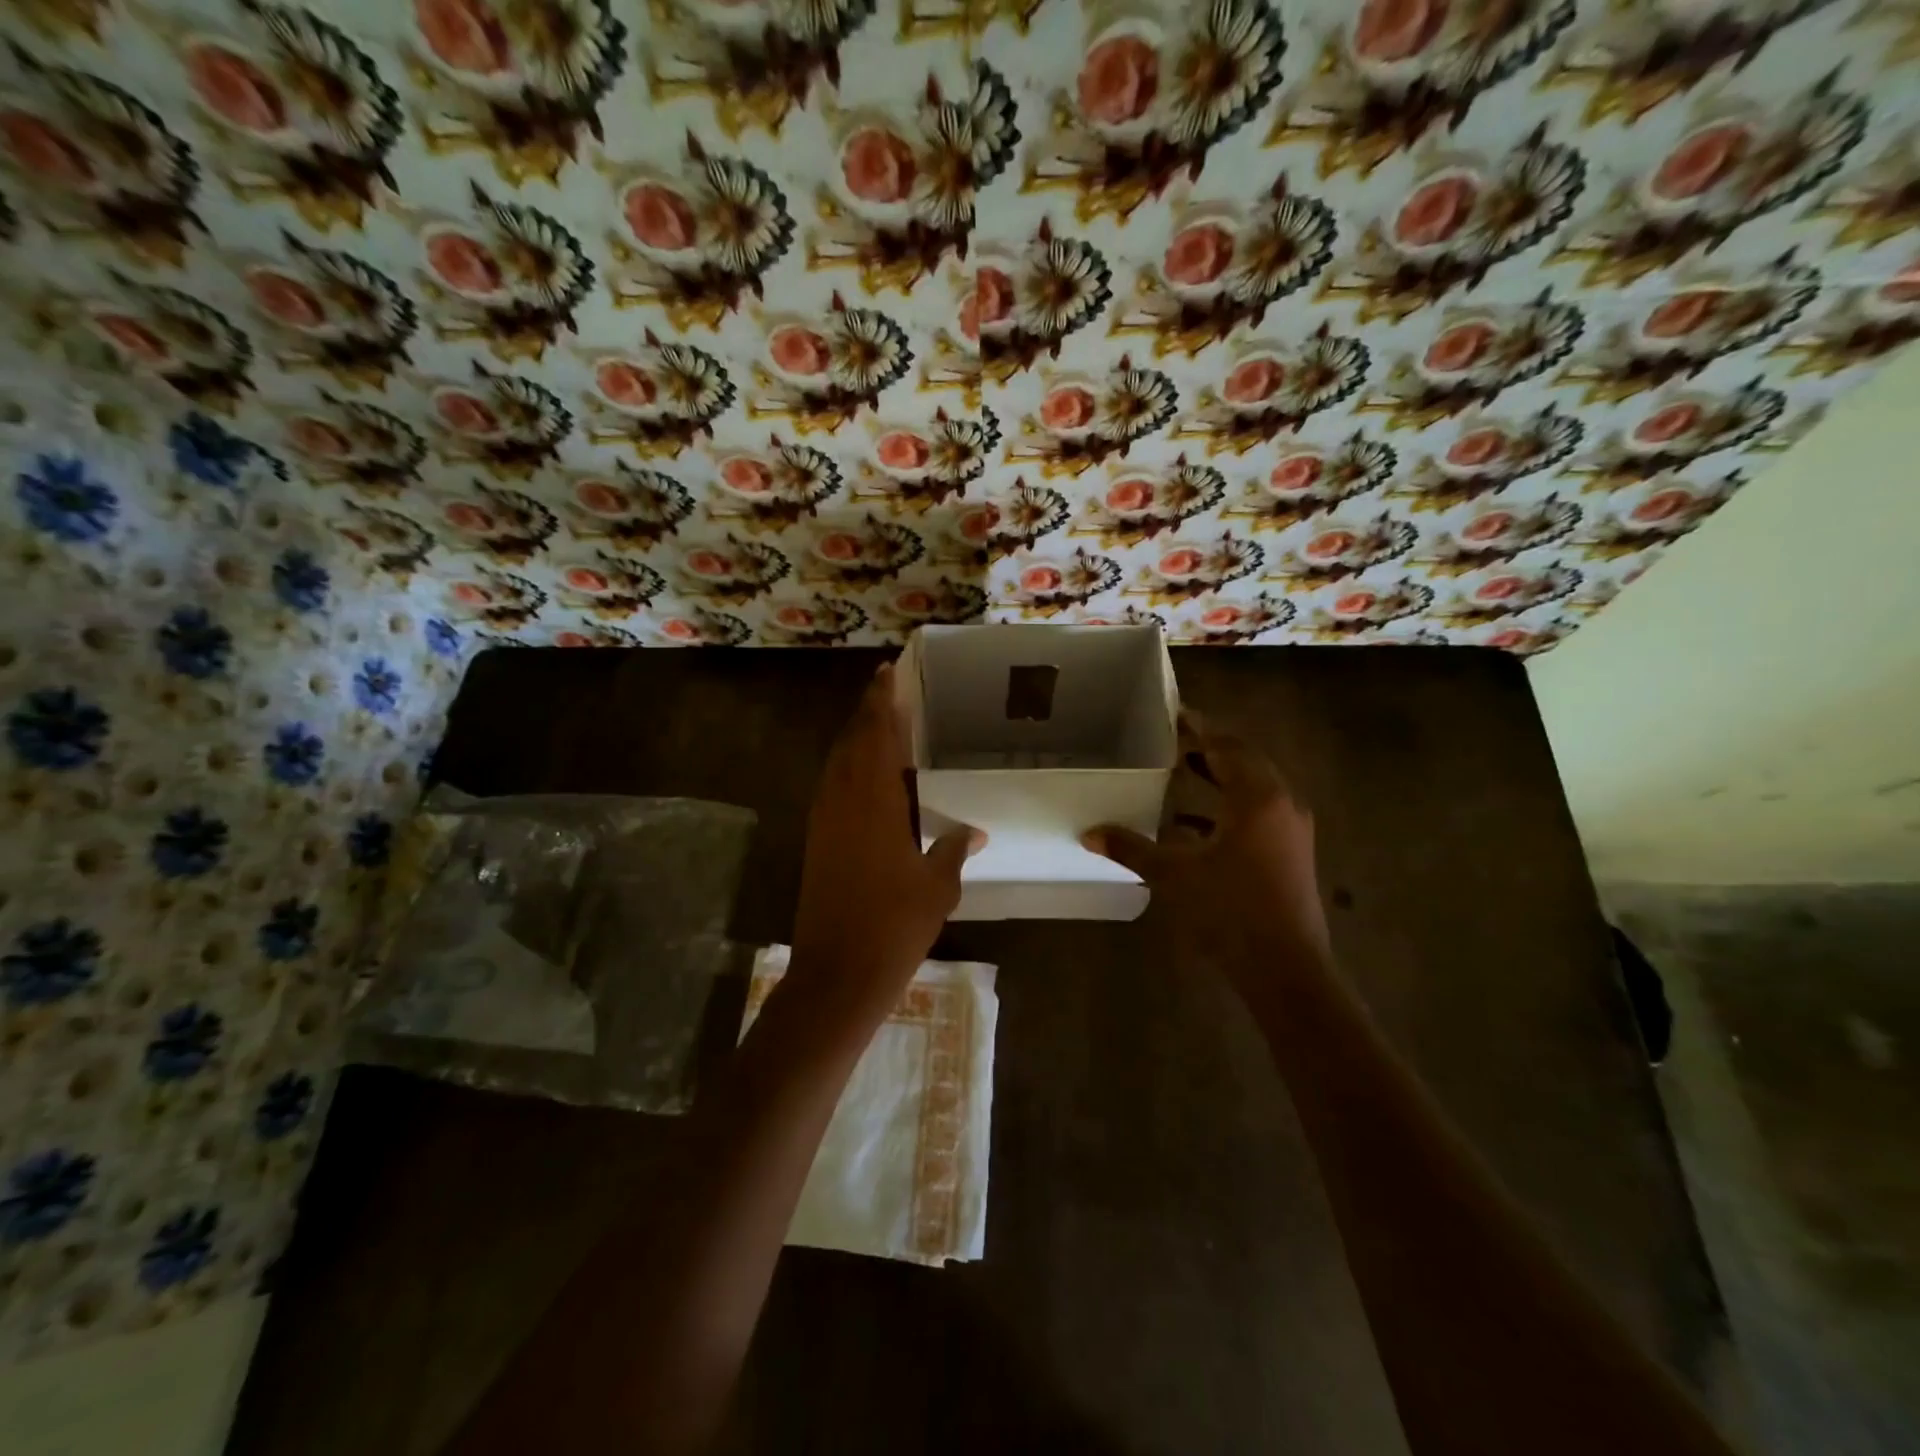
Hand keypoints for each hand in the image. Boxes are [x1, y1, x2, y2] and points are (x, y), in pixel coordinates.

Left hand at [788, 663, 982, 1025]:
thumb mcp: (937, 887)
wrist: (837, 974)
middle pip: (852, 741)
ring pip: (838, 763)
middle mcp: (843, 800)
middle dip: (869, 712)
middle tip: (887, 688)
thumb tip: (975, 831)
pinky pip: (833, 787)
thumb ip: (954, 849)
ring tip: (880, 723)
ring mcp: (824, 820)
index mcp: (873, 801)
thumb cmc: (894, 926)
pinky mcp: (817, 840)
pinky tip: (866, 777)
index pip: (878, 736)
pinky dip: (849, 769)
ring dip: (857, 738)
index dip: (883, 702)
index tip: (888, 673)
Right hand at [1083, 715, 1329, 981]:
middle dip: (1212, 750)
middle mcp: (1281, 804)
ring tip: (1186, 772)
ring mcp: (1292, 831)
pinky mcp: (1292, 854)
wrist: (1286, 969)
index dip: (1200, 730)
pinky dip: (1231, 808)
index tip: (1176, 716)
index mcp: (1257, 797)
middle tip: (1176, 742)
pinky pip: (1260, 814)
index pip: (1227, 746)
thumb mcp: (1174, 875)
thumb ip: (1131, 848)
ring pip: (1256, 788)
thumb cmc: (1230, 911)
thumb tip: (1089, 834)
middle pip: (1246, 761)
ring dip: (1223, 778)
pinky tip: (1197, 825)